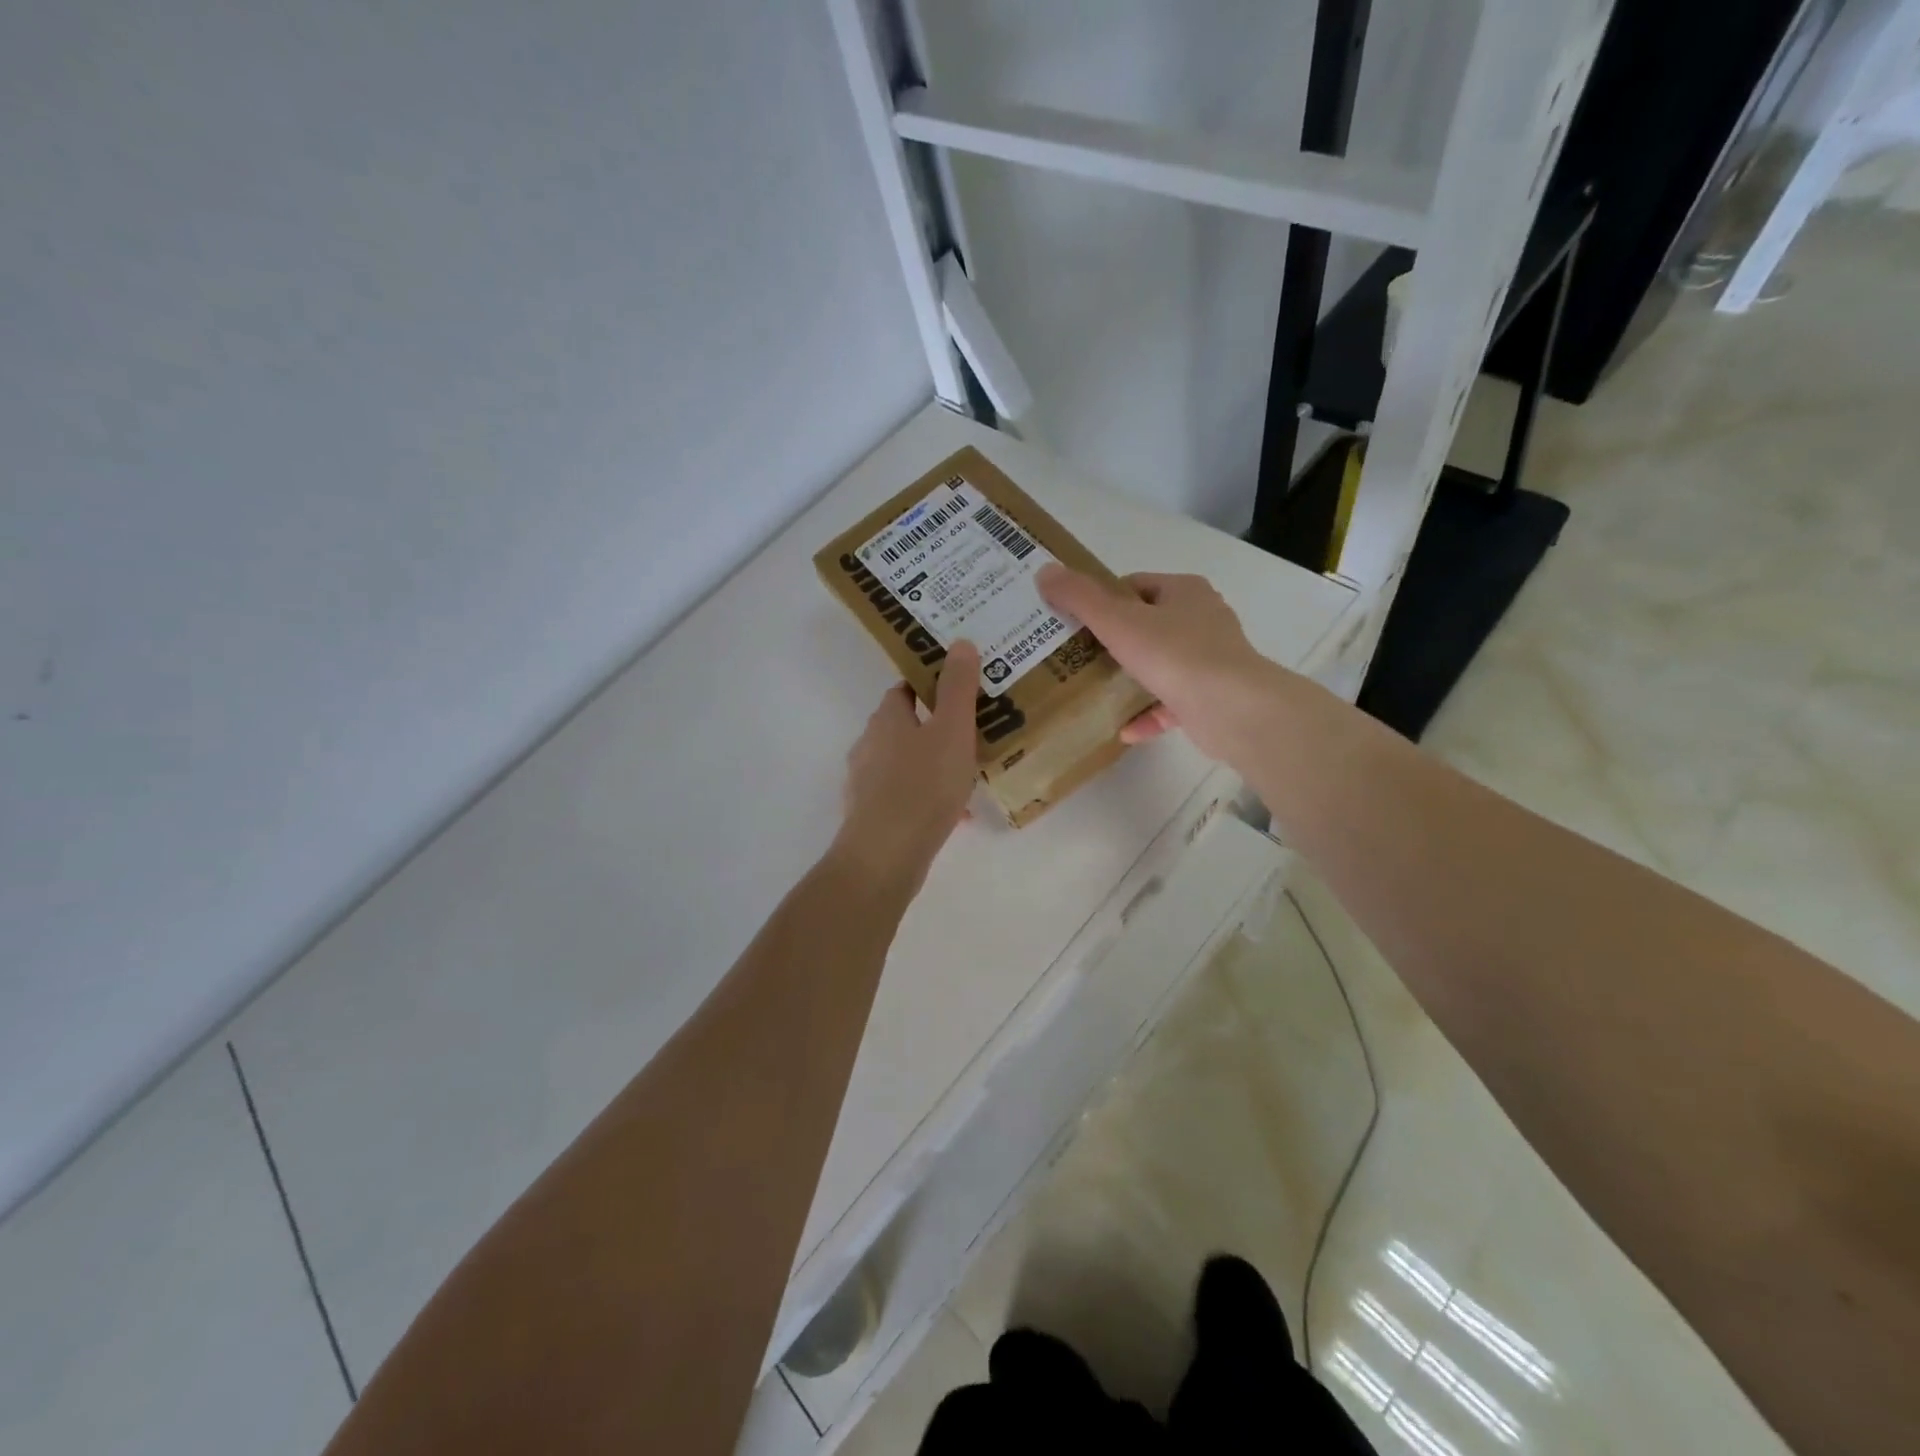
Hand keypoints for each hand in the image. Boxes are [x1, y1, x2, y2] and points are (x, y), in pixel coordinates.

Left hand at [834, 642, 980, 888]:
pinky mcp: (870, 815)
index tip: (961, 692)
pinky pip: (905, 796)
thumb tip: (959, 642)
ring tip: (969, 776)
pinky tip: (957, 815)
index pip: (905, 689)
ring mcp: (866, 782)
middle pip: (906, 727)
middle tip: (973, 734)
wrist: (885, 856)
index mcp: (886, 719)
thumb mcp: (951, 730)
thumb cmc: (922, 786)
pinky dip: (928, 797)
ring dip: (934, 765)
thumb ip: (958, 687)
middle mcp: (869, 745)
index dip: (931, 686)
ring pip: (906, 763)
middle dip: (936, 728)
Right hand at [1037, 565, 1279, 761]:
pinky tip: (1123, 729)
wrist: (1232, 709)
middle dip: (1114, 640)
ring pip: (1161, 664)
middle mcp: (1203, 619)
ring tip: (1096, 691)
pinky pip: (1172, 703)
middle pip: (1148, 624)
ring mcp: (1211, 660)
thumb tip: (1045, 571)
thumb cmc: (1175, 655)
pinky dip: (1148, 714)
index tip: (1075, 622)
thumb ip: (1080, 598)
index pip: (1136, 586)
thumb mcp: (1118, 621)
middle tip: (1077, 656)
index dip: (1103, 600)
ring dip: (1131, 678)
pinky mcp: (1213, 697)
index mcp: (1185, 592)